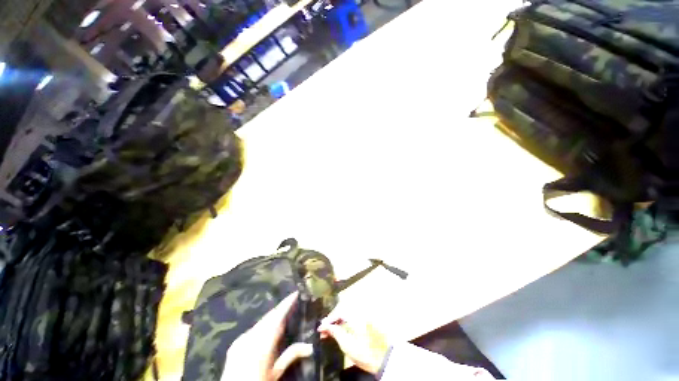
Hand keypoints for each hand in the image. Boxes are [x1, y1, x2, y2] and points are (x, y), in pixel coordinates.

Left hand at [222, 292, 312, 380]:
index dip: (287, 303)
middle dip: (280, 308)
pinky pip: (252, 329)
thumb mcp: (276, 372)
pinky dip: (262, 325)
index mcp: (264, 341)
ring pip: (261, 322)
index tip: (295, 293)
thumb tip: (310, 346)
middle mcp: (252, 335)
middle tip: (291, 302)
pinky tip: (266, 329)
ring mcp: (242, 338)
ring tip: (282, 312)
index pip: (278, 316)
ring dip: (272, 316)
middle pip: (269, 316)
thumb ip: (291, 355)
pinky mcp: (236, 343)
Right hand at [317, 316, 389, 374]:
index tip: (320, 328)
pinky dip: (345, 319)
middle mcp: (361, 309)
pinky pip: (352, 314)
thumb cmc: (364, 353)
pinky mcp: (367, 317)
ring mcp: (364, 313)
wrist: (383, 360)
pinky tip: (340, 328)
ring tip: (330, 330)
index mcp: (356, 314)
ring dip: (338, 319)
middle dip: (332, 318)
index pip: (339, 311)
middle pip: (343, 308)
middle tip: (324, 329)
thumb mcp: (347, 345)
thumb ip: (334, 332)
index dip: (328, 319)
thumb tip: (324, 326)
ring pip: (347, 311)